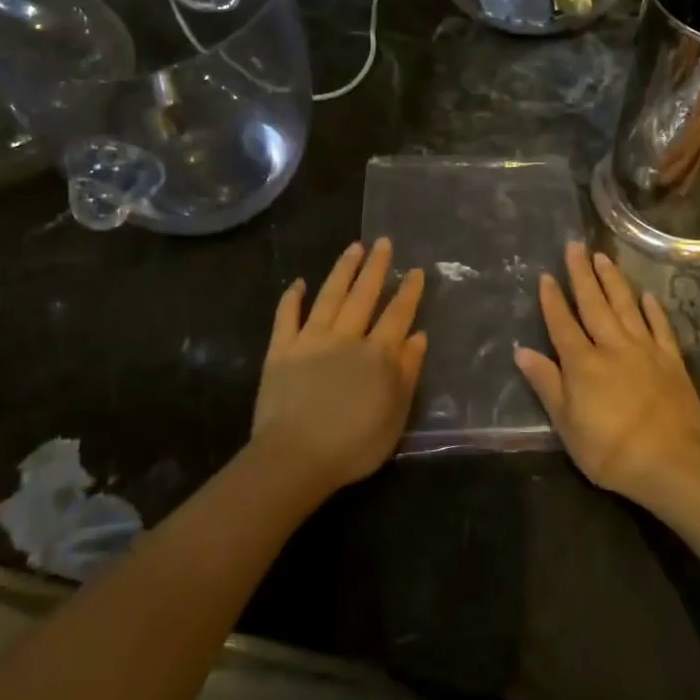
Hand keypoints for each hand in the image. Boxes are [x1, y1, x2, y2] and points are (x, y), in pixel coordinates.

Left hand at [251, 239, 426, 496]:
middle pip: (364, 296)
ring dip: (342, 271)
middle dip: (376, 267)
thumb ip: (408, 372)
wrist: (296, 457)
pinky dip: (291, 298)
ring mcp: (310, 340)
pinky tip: (298, 283)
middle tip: (383, 242)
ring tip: (353, 248)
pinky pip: (286, 318)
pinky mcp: (280, 351)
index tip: (415, 270)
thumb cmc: (354, 444)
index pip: (397, 315)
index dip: (408, 292)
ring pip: (329, 297)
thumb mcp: (396, 414)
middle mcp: (346, 337)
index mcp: (377, 354)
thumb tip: (418, 336)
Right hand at [514, 242, 699, 502]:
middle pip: (594, 304)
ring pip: (626, 306)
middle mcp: (613, 347)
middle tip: (575, 245)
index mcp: (583, 364)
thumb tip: (522, 351)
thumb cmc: (610, 451)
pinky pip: (661, 327)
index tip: (546, 275)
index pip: (563, 323)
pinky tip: (647, 295)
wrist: (671, 463)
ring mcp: (645, 350)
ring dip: (613, 280)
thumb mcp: (567, 425)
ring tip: (603, 256)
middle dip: (582, 274)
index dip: (553, 299)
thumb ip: (547, 384)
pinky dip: (653, 309)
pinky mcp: (672, 360)